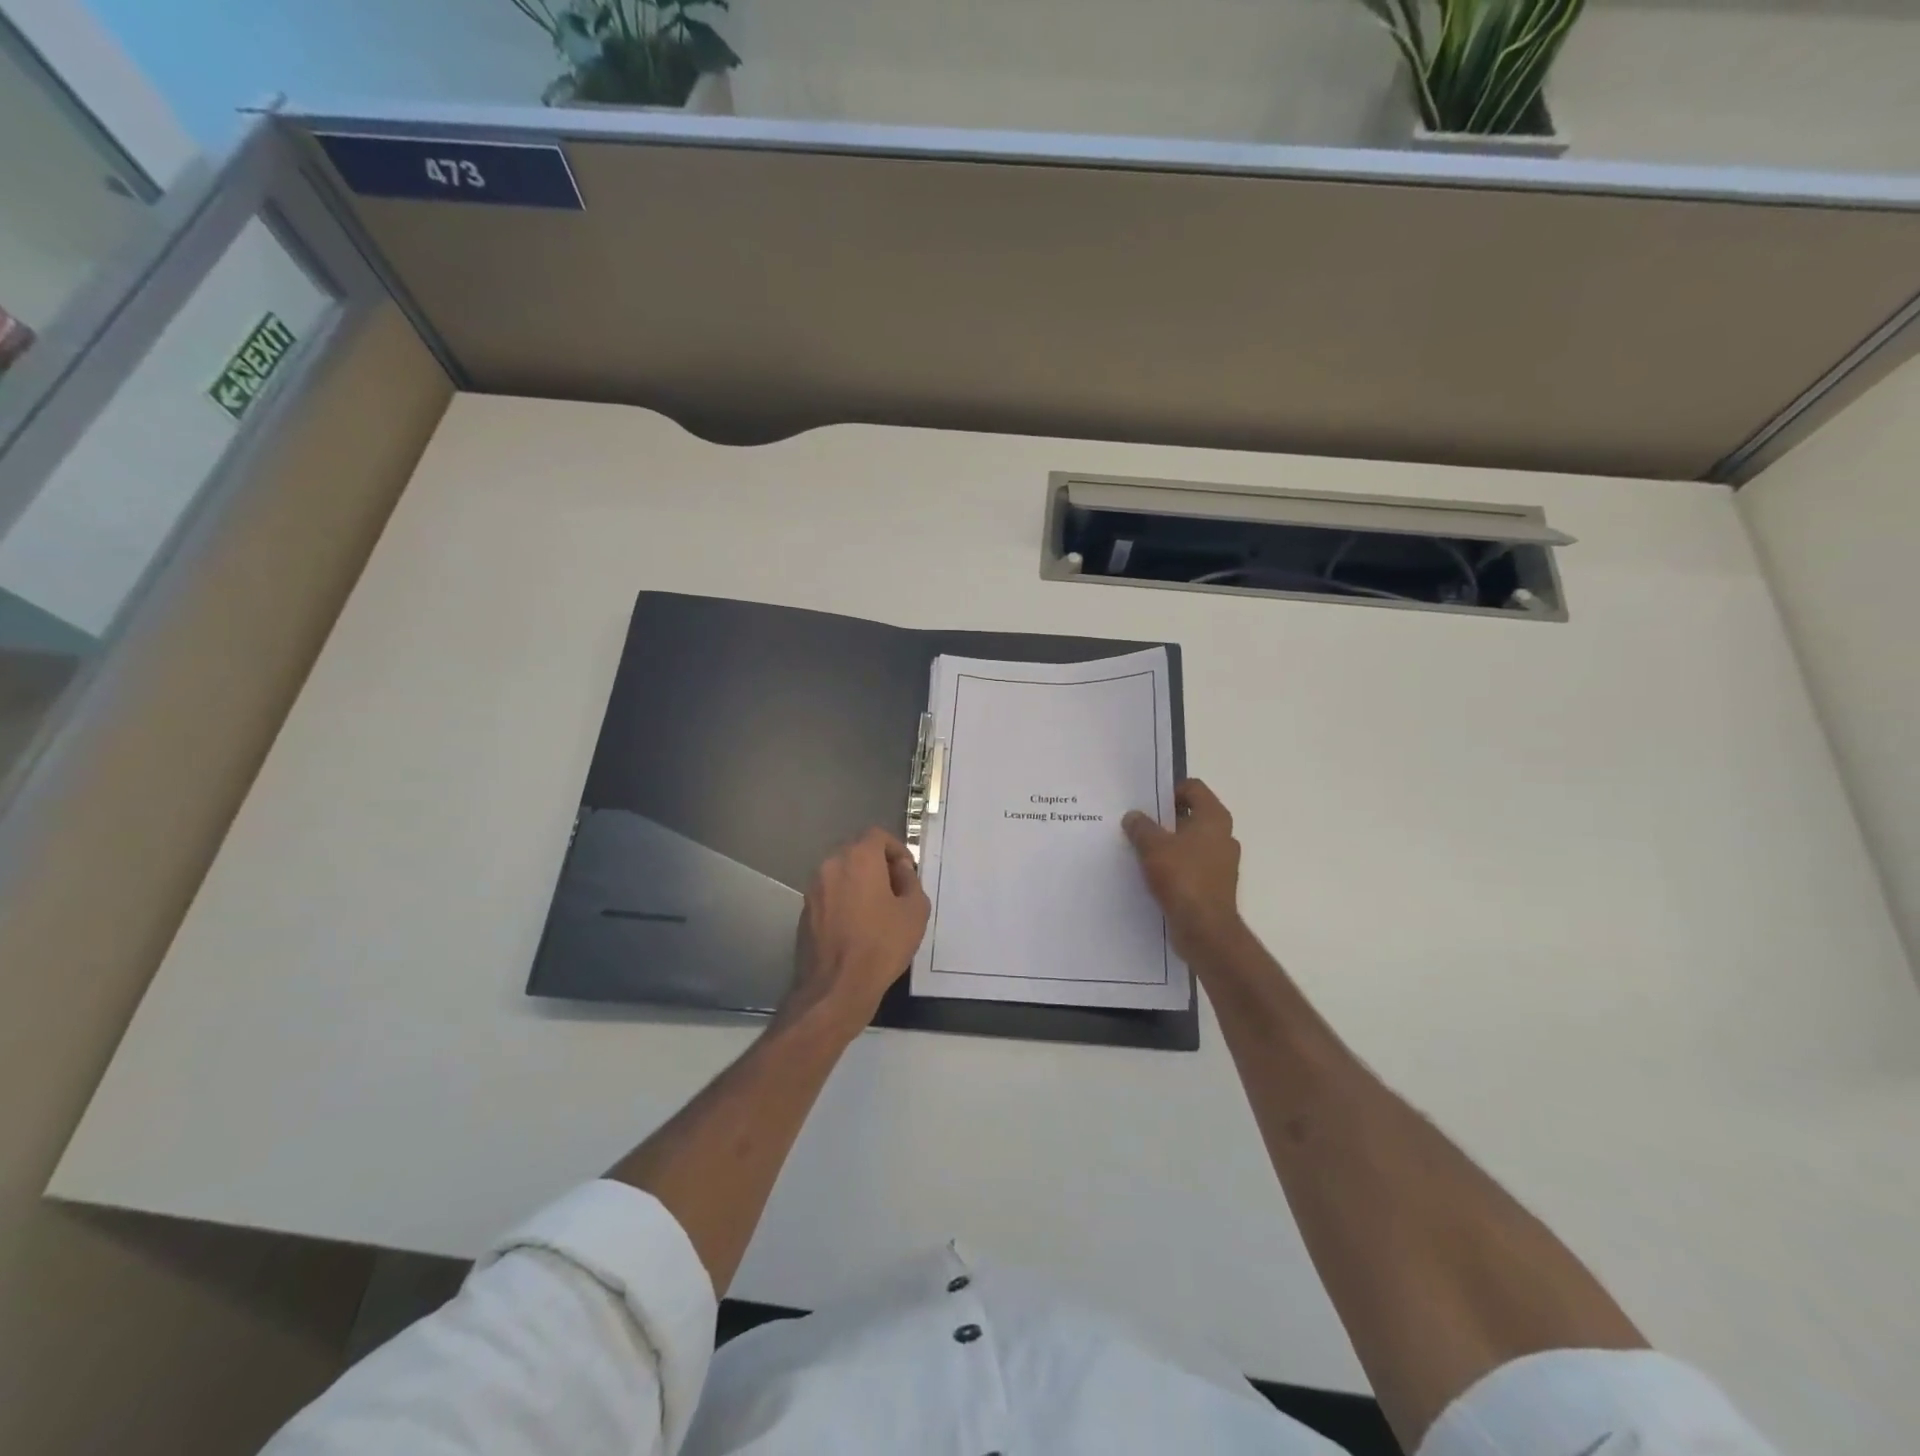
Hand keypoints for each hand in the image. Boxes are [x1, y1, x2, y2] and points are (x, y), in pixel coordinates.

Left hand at [783, 828, 930, 1037]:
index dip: (896, 848)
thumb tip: (900, 871)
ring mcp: (813, 888)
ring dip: (860, 882)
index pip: (877, 835)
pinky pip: (830, 893)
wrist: (836, 988)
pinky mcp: (804, 911)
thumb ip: (910, 881)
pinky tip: (857, 925)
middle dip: (878, 864)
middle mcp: (830, 865)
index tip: (907, 871)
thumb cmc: (881, 946)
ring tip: (878, 909)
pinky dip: (844, 899)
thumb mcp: (914, 911)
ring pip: (841, 873)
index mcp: (858, 858)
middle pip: (857, 851)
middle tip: (896, 889)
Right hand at [1122, 778, 1243, 961]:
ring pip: (1190, 841)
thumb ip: (1141, 827)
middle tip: (1137, 823)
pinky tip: (1151, 872)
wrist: (1205, 929)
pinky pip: (1191, 864)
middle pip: (1191, 814)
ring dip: (1167, 842)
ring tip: (1139, 848)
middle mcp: (1223, 835)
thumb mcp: (1153, 846)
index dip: (1169, 790)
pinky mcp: (1214, 883)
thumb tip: (1133, 816)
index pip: (1193, 788)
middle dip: (1164, 818)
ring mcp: (1221, 861)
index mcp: (1214, 818)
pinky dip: (1173, 864)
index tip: (1146, 802)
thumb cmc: (1183, 877)